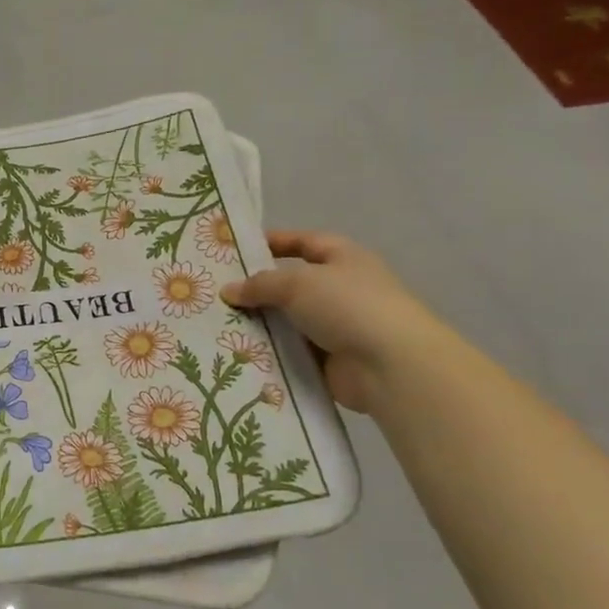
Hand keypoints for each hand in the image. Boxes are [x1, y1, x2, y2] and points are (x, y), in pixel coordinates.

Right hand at [221, 231, 450, 412]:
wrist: (391, 366)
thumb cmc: (348, 306)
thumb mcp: (297, 283)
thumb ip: (260, 284)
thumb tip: (228, 291)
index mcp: (344, 258)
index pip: (304, 242)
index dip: (275, 242)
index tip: (237, 249)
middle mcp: (342, 289)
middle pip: (292, 284)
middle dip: (258, 289)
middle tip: (217, 292)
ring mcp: (337, 326)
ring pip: (289, 321)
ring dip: (261, 324)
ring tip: (219, 324)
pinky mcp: (330, 360)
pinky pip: (292, 351)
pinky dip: (271, 352)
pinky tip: (238, 352)